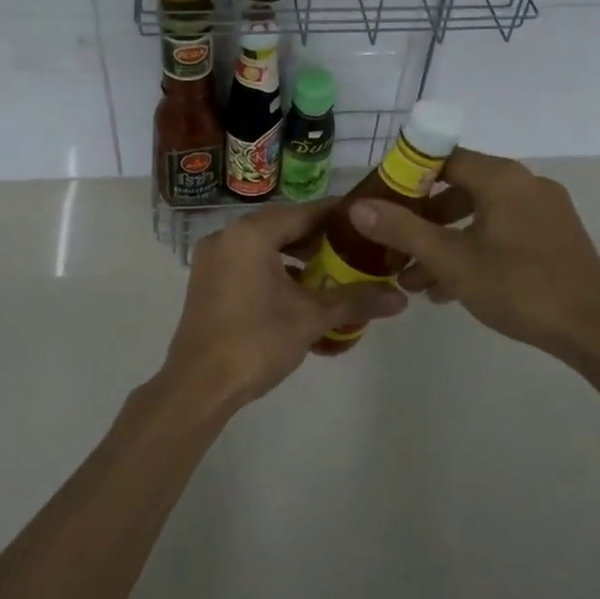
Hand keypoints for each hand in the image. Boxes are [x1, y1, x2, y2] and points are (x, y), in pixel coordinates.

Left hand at [158, 202, 407, 412]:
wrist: (198, 386)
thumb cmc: (256, 341)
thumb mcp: (311, 318)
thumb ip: (356, 300)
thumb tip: (401, 298)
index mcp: (251, 233)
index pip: (306, 212)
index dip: (339, 216)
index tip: (368, 222)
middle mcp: (227, 236)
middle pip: (284, 226)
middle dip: (320, 239)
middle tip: (355, 251)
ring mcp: (212, 259)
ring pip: (265, 246)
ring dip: (297, 257)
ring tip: (331, 274)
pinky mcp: (207, 282)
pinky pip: (248, 264)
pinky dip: (275, 271)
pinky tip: (298, 295)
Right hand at [348, 150, 599, 364]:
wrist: (595, 331)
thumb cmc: (519, 288)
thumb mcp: (452, 260)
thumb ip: (403, 230)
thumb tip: (357, 207)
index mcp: (501, 178)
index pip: (442, 157)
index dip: (406, 176)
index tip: (381, 201)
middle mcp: (524, 183)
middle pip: (459, 188)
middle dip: (422, 220)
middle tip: (393, 246)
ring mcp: (543, 210)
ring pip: (480, 215)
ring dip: (444, 242)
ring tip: (414, 280)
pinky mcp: (554, 236)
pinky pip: (502, 231)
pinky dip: (474, 249)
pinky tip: (450, 288)